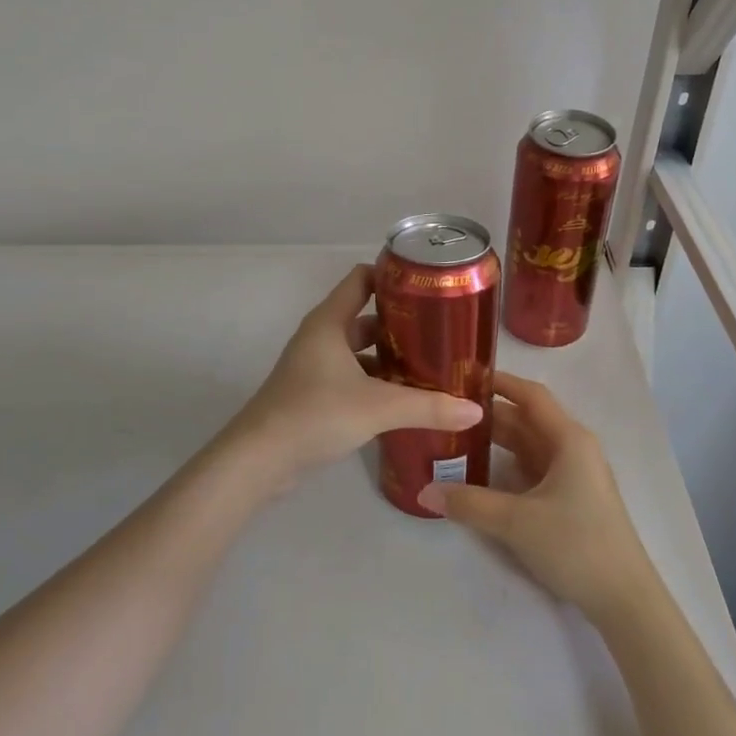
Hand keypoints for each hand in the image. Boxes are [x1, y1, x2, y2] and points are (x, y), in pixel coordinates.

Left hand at [222, 264, 484, 493]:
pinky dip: (375, 381)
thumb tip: (476, 409)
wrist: (259, 460)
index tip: (427, 284)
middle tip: (439, 331)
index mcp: (330, 322)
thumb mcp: (378, 407)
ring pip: (358, 350)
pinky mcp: (312, 394)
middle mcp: (320, 337)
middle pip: (364, 315)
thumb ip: (428, 406)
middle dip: (400, 322)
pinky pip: (351, 376)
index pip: (361, 279)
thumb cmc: (315, 414)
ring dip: (388, 355)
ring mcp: (314, 366)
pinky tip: (402, 398)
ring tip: (429, 365)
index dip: (392, 275)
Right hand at [418, 372, 657, 622]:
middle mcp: (574, 448)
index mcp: (569, 439)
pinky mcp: (572, 499)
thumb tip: (423, 492)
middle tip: (447, 412)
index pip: (530, 396)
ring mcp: (574, 475)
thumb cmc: (576, 545)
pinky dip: (508, 466)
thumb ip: (469, 504)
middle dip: (489, 416)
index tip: (463, 375)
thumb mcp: (517, 522)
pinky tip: (481, 474)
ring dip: (497, 442)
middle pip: (527, 421)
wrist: (625, 600)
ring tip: (456, 438)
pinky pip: (534, 470)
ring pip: (529, 447)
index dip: (499, 383)